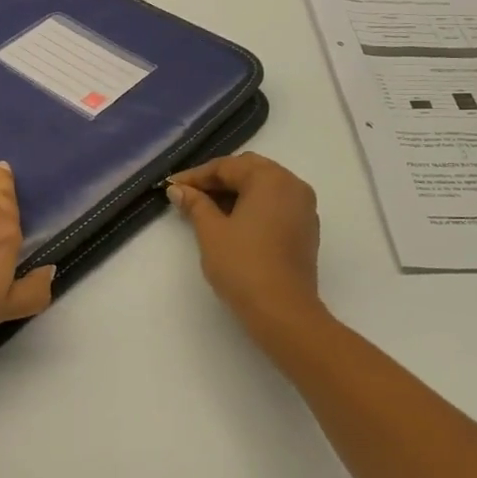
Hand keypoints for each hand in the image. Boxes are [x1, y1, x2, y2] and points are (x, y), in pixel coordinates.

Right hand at [168, 154, 325, 338]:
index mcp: (270, 179)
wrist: (282, 311)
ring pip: (263, 188)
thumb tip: (178, 189)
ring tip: (205, 209)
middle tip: (188, 194)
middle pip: (248, 171)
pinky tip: (231, 222)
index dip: (196, 176)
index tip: (170, 186)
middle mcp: (292, 185)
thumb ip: (195, 204)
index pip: (227, 166)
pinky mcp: (306, 229)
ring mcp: (304, 208)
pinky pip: (275, 205)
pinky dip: (252, 207)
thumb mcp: (211, 231)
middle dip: (217, 180)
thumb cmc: (243, 265)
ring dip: (235, 193)